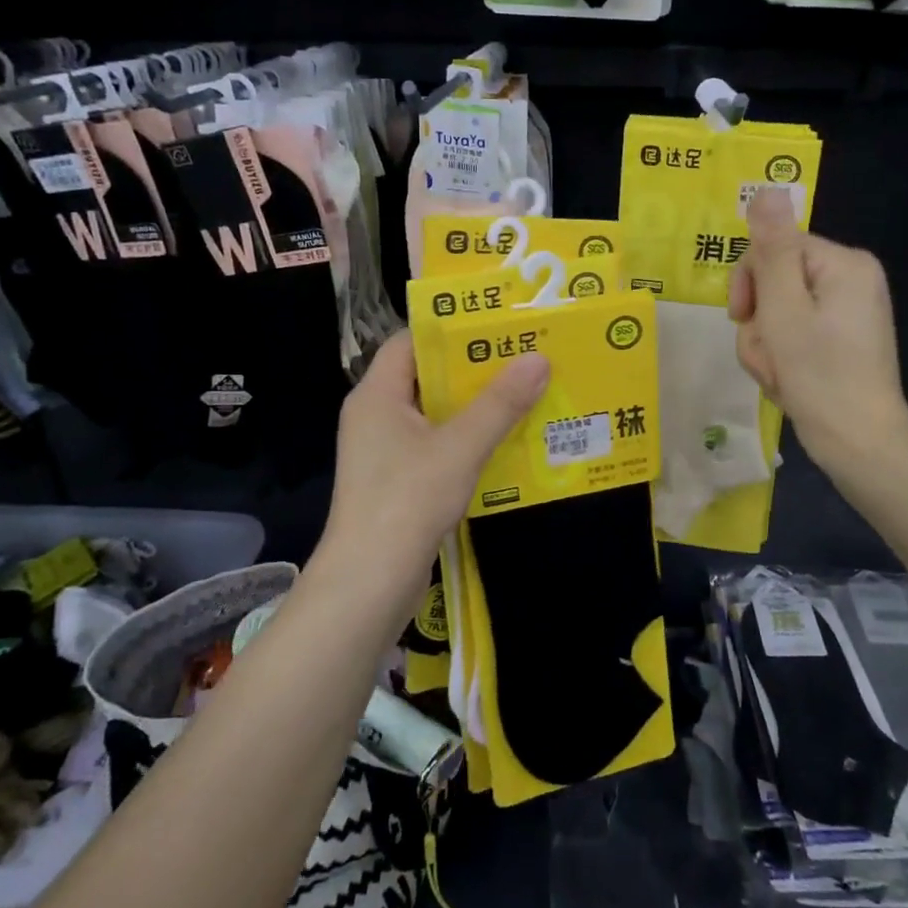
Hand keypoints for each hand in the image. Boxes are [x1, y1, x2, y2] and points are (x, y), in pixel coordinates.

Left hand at [316, 331, 548, 614]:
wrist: (369, 581)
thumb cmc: (407, 500)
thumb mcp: (460, 447)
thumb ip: (500, 403)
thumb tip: (538, 359)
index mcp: (377, 394)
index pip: (409, 341)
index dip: (449, 329)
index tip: (495, 326)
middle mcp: (375, 416)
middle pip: (424, 377)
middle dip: (472, 369)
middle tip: (521, 358)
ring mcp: (383, 451)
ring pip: (433, 415)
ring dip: (474, 407)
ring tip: (523, 394)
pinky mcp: (396, 481)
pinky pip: (434, 446)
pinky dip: (465, 440)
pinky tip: (504, 442)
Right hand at [729, 188, 907, 479]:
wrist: (860, 446)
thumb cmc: (820, 376)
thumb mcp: (784, 310)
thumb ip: (771, 250)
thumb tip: (768, 188)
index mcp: (844, 263)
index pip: (774, 248)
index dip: (749, 283)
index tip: (743, 319)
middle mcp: (850, 279)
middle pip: (774, 282)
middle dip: (759, 322)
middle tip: (768, 357)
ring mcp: (847, 312)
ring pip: (777, 313)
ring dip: (765, 346)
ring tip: (778, 376)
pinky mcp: (840, 341)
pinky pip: (793, 335)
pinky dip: (781, 359)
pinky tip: (788, 383)